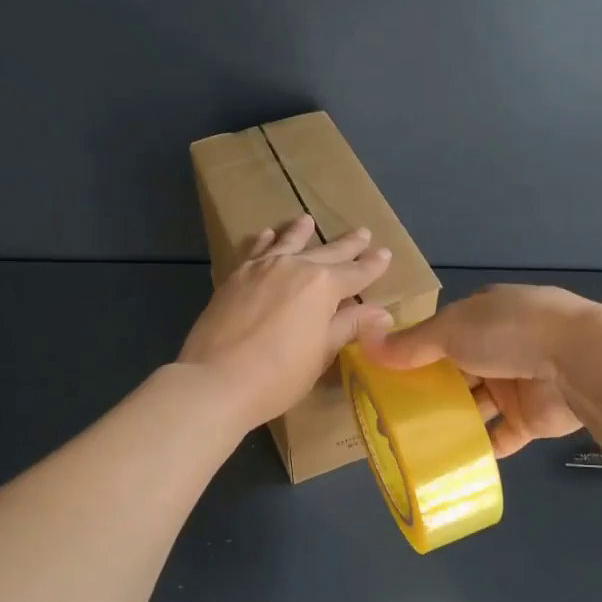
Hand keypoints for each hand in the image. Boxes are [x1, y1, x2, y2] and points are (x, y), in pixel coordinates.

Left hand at [179, 215, 393, 430]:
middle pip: (326, 253)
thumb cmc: (279, 375)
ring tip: (307, 221)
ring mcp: (261, 268)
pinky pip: (256, 251)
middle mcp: (294, 267)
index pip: (355, 273)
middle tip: (363, 233)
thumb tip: (380, 313)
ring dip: (301, 232)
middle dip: (347, 245)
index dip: (372, 266)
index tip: (385, 254)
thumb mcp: (321, 352)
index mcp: (323, 285)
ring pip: (287, 243)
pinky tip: (268, 236)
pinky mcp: (235, 277)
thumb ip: (348, 326)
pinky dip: (266, 241)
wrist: (216, 380)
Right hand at [361, 284, 591, 457]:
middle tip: (392, 414)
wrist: (580, 362)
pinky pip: (499, 435)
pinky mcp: (531, 418)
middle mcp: (501, 345)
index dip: (416, 351)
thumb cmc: (509, 332)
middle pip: (457, 371)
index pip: (443, 333)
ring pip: (476, 405)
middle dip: (429, 390)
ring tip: (413, 441)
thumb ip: (410, 343)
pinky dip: (479, 446)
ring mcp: (518, 382)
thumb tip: (365, 342)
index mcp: (485, 314)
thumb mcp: (450, 329)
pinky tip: (450, 459)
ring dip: (451, 420)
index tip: (387, 374)